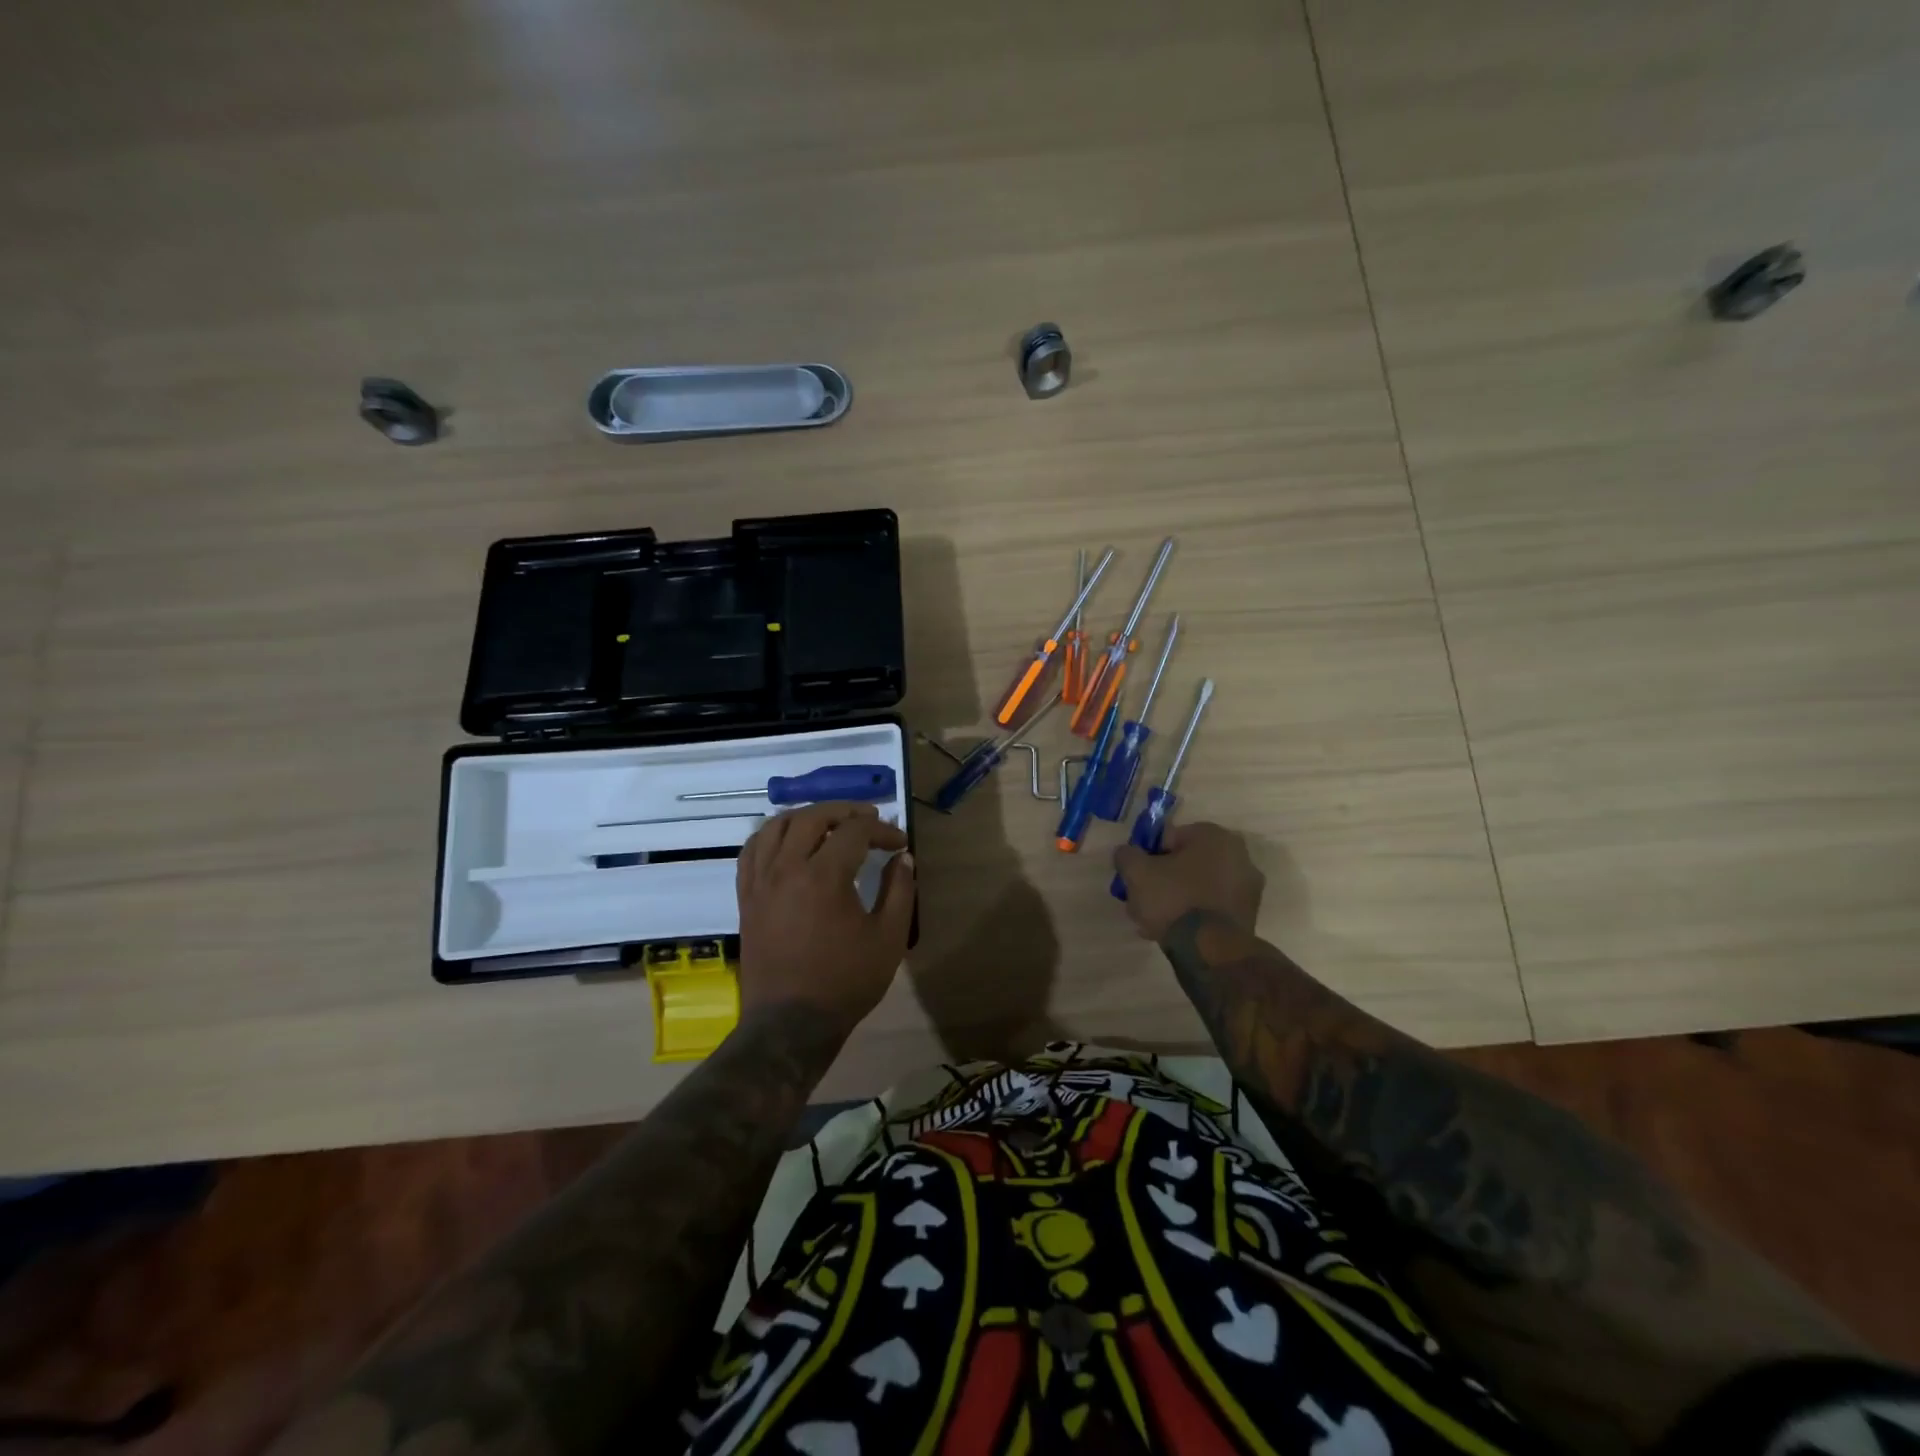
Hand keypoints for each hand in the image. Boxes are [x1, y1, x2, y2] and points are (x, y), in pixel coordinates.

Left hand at [736, 802, 914, 1031]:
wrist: (790, 1024)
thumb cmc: (845, 982)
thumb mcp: (888, 939)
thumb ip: (899, 891)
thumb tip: (903, 858)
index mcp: (824, 877)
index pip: (854, 831)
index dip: (881, 830)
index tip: (899, 843)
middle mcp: (786, 869)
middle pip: (812, 817)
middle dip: (844, 811)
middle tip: (868, 818)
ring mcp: (760, 882)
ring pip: (776, 826)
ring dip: (805, 816)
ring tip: (828, 823)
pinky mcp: (746, 898)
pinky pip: (752, 851)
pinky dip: (771, 835)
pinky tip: (787, 842)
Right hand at [1112, 821, 1263, 942]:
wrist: (1210, 950)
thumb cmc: (1174, 899)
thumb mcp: (1137, 872)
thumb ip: (1127, 855)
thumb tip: (1127, 853)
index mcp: (1214, 836)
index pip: (1170, 839)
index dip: (1149, 857)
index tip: (1138, 877)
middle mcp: (1239, 856)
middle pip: (1186, 864)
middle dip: (1164, 880)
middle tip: (1144, 900)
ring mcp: (1248, 888)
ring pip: (1198, 888)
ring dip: (1177, 900)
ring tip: (1155, 922)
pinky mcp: (1249, 916)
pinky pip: (1211, 908)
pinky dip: (1194, 916)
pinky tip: (1174, 932)